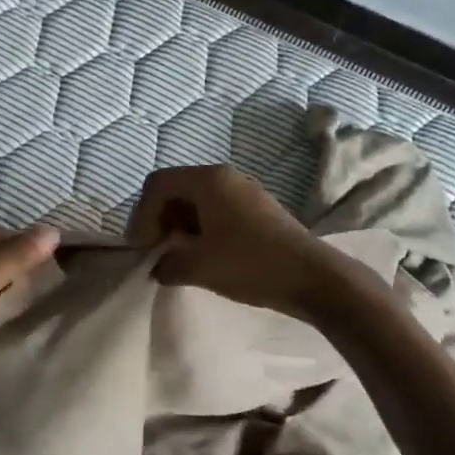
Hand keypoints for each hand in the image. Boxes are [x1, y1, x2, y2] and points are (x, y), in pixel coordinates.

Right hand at [128, 164, 350, 318]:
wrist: (313, 277)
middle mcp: (224, 176)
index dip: (142, 215)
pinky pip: (217, 209)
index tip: (144, 248)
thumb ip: (167, 264)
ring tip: (179, 257)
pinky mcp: (257, 208)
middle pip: (176, 188)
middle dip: (159, 218)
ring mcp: (244, 190)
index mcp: (207, 180)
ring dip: (180, 225)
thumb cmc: (251, 264)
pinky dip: (201, 227)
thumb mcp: (199, 267)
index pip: (157, 184)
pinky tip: (206, 256)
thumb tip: (159, 267)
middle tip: (157, 251)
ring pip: (197, 200)